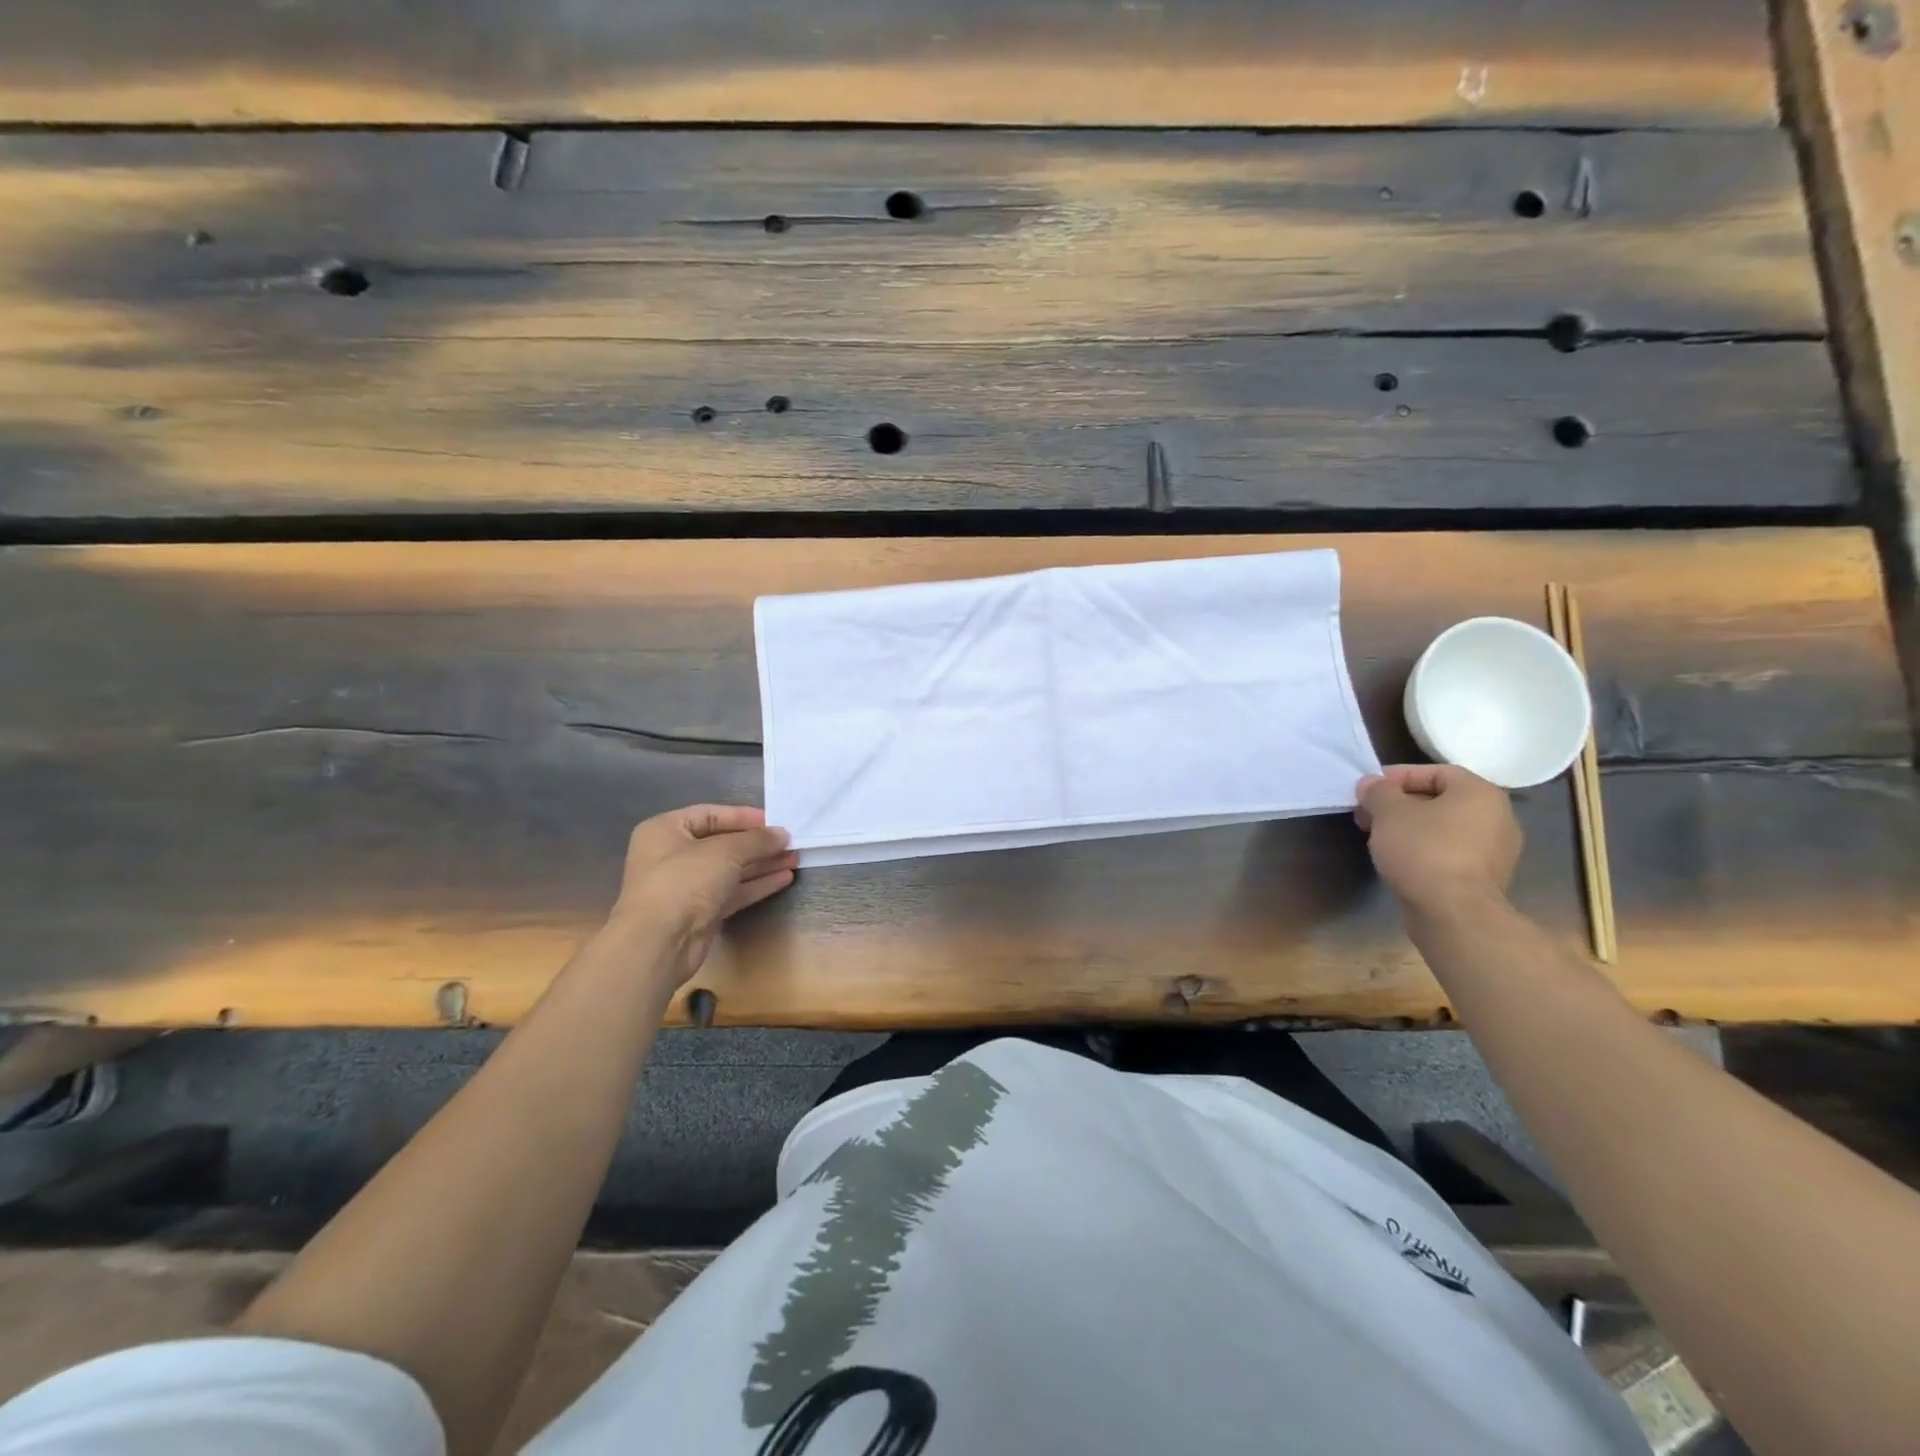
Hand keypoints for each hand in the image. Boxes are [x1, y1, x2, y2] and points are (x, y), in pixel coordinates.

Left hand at [609, 805, 797, 986]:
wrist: (658, 943)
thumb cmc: (684, 882)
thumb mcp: (725, 852)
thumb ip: (756, 839)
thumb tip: (782, 834)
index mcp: (666, 831)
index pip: (710, 814)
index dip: (743, 816)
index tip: (775, 821)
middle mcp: (673, 855)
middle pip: (723, 843)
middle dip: (758, 843)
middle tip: (790, 842)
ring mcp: (686, 886)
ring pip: (730, 869)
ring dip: (762, 864)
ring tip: (794, 859)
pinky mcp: (699, 912)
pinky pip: (732, 891)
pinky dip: (756, 884)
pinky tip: (784, 878)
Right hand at [1355, 765, 1521, 916]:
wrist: (1453, 913)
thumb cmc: (1423, 850)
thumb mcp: (1388, 812)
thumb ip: (1378, 791)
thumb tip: (1371, 784)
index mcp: (1480, 793)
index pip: (1436, 772)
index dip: (1398, 776)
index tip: (1369, 790)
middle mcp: (1498, 817)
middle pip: (1440, 799)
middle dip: (1400, 804)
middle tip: (1368, 815)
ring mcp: (1496, 851)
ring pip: (1444, 827)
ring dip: (1410, 828)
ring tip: (1379, 839)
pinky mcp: (1486, 878)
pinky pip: (1451, 852)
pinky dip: (1425, 850)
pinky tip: (1400, 861)